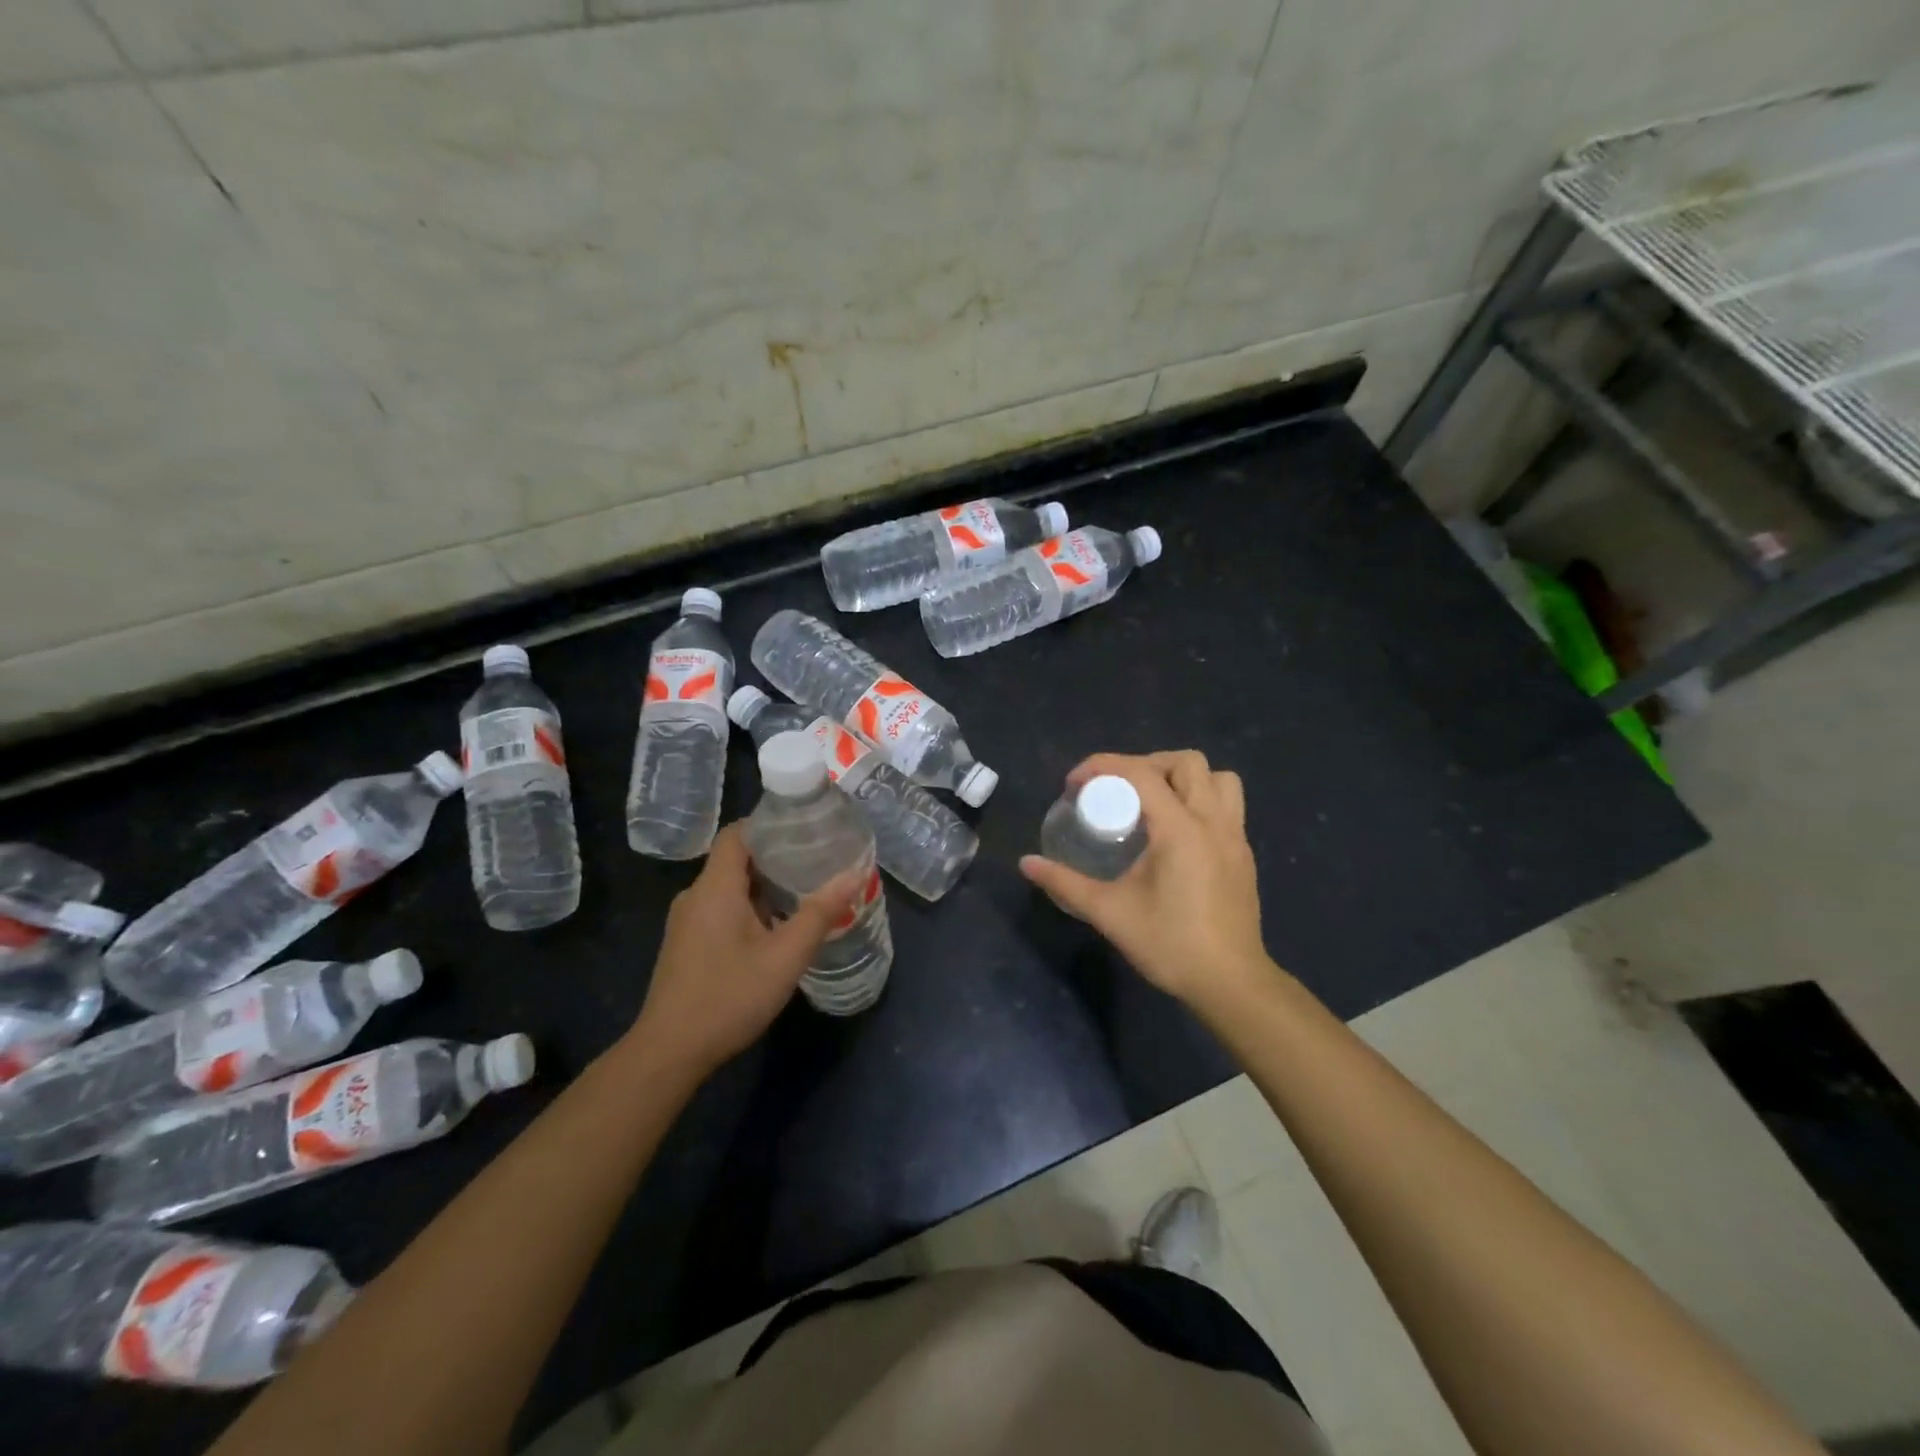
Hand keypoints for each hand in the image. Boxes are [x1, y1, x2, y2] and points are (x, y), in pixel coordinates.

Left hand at [630, 824, 861, 1077]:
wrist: (669, 1053)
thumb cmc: (728, 997)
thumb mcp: (785, 957)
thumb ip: (820, 913)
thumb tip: (854, 875)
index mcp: (715, 887)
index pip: (737, 833)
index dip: (769, 823)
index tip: (805, 826)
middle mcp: (696, 896)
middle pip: (736, 858)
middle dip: (776, 855)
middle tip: (817, 859)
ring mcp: (687, 921)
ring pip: (730, 887)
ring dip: (765, 885)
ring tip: (805, 890)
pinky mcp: (687, 944)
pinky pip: (721, 908)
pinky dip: (750, 907)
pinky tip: (776, 927)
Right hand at [1020, 750, 1272, 1011]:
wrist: (1230, 983)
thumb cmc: (1170, 945)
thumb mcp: (1109, 913)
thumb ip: (1066, 883)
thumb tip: (1027, 864)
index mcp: (1181, 829)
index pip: (1142, 774)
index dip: (1104, 766)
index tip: (1074, 783)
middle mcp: (1213, 822)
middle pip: (1187, 763)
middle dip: (1146, 764)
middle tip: (1116, 789)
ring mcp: (1235, 837)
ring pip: (1219, 779)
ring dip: (1184, 778)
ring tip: (1154, 801)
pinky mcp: (1243, 854)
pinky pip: (1227, 805)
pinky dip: (1200, 801)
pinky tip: (1175, 832)